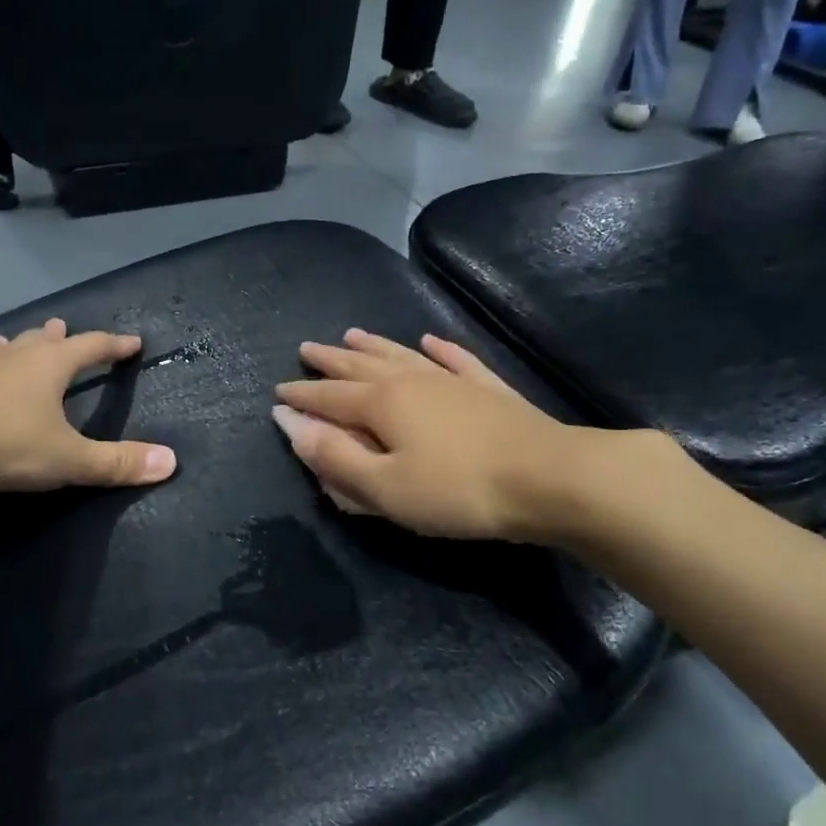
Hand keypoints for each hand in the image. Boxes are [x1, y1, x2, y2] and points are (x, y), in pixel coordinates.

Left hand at [0, 319, 177, 492]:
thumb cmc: (4, 442)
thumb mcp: (67, 458)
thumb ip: (116, 462)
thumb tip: (171, 462)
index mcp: (52, 365)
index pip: (93, 346)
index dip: (114, 345)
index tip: (133, 342)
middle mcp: (19, 356)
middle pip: (47, 340)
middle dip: (63, 338)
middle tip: (67, 329)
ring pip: (11, 348)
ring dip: (24, 345)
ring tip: (26, 340)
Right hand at [273, 330, 650, 543]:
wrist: (548, 478)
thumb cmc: (456, 491)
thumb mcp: (384, 487)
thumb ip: (334, 457)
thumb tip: (289, 423)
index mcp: (381, 403)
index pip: (329, 397)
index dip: (302, 397)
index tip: (278, 392)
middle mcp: (411, 380)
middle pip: (360, 366)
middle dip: (330, 361)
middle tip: (307, 349)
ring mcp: (452, 380)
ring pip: (402, 355)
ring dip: (373, 346)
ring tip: (351, 334)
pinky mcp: (488, 389)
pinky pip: (457, 360)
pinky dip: (441, 350)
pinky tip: (431, 340)